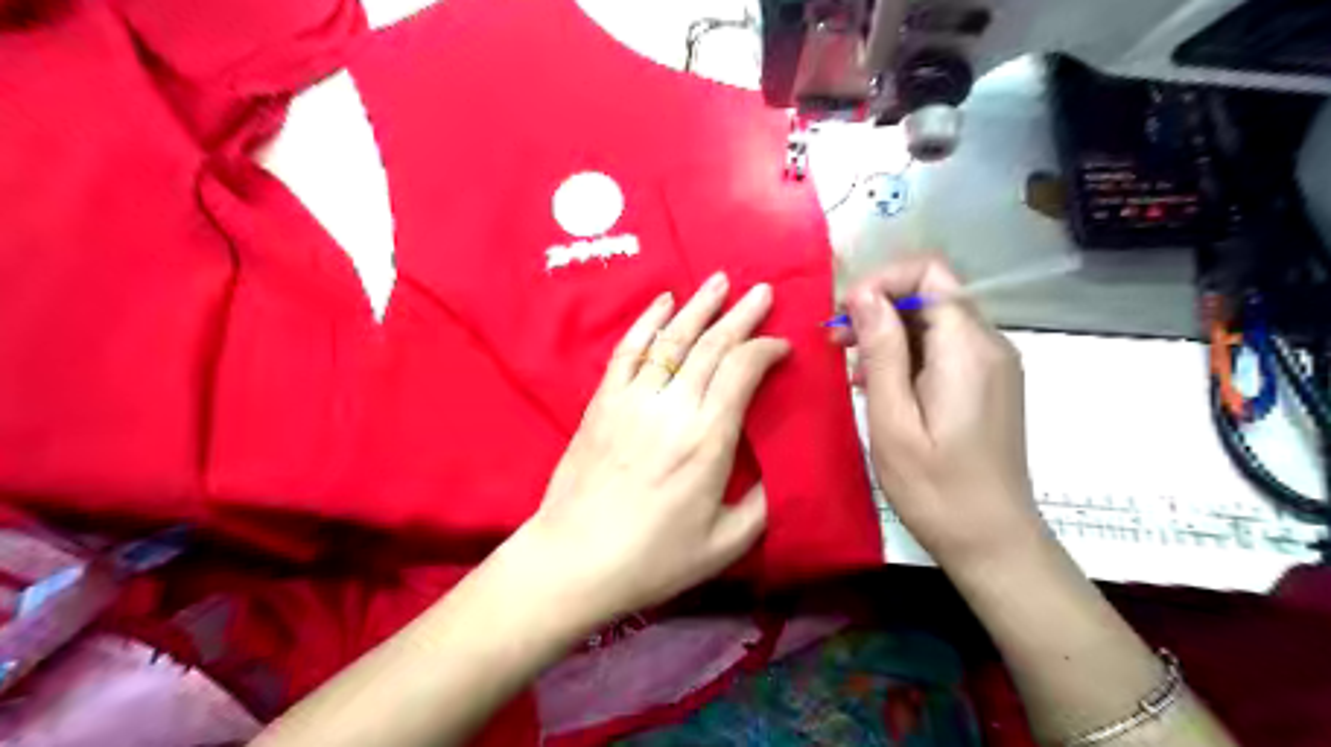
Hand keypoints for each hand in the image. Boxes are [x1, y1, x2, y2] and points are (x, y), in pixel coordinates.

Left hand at [517, 275, 787, 623]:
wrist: (574, 560)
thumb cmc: (653, 559)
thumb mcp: (725, 545)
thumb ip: (762, 504)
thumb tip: (780, 470)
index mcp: (708, 440)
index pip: (742, 370)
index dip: (766, 350)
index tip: (782, 346)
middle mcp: (672, 408)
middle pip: (712, 345)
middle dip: (741, 314)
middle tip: (762, 291)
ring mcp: (632, 400)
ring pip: (672, 339)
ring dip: (699, 306)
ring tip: (720, 280)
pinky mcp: (603, 402)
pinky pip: (628, 351)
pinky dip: (647, 321)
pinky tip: (663, 302)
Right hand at [839, 255, 1049, 570]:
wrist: (992, 539)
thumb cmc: (935, 488)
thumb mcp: (893, 420)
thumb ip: (882, 352)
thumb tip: (864, 295)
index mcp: (967, 349)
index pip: (928, 273)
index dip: (881, 282)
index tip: (844, 316)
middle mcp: (988, 344)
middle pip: (931, 292)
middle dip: (879, 306)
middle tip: (837, 343)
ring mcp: (992, 363)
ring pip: (935, 318)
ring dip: (889, 331)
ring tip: (852, 367)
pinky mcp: (987, 382)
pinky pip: (943, 346)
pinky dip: (907, 352)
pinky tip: (880, 384)